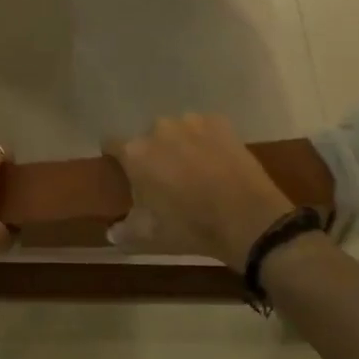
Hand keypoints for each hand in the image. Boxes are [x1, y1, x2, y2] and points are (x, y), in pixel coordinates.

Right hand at [103, 113, 292, 265]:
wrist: (248, 219)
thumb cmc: (191, 227)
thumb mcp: (152, 236)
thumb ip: (125, 231)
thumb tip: (111, 233)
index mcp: (136, 153)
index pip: (111, 144)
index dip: (116, 158)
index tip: (125, 172)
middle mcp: (158, 129)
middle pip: (148, 138)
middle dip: (154, 154)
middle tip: (168, 179)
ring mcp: (191, 121)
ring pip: (177, 131)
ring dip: (180, 144)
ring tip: (196, 169)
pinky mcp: (219, 122)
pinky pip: (204, 128)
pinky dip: (207, 140)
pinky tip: (218, 161)